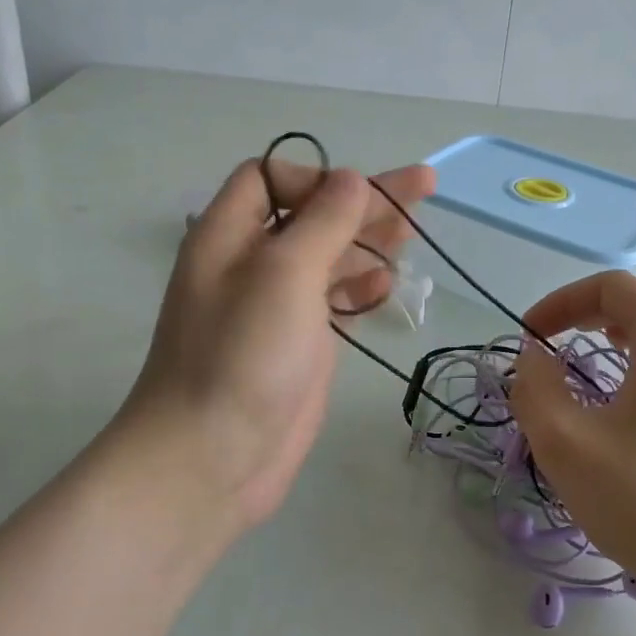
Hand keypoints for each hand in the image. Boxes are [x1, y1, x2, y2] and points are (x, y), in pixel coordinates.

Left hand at [105, 155, 435, 528]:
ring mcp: (278, 305)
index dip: (316, 177)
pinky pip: (336, 297)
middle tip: (424, 186)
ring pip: (329, 255)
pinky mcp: (300, 342)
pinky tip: (388, 283)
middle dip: (364, 199)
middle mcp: (252, 263)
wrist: (211, 459)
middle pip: (312, 213)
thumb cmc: (242, 355)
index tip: (357, 197)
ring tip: (415, 229)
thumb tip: (351, 179)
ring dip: (369, 238)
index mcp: (230, 234)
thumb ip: (323, 220)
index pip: (271, 178)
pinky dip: (363, 284)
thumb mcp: (284, 273)